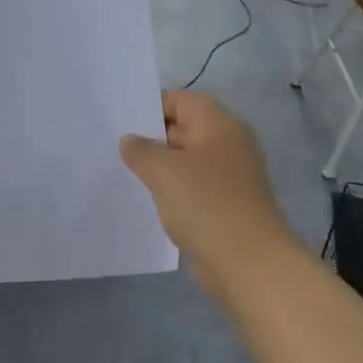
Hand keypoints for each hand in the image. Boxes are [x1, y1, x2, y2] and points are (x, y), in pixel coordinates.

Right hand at [120, 91, 295, 292]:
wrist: (249, 263)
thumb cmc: (206, 204)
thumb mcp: (163, 170)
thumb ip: (140, 150)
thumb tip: (131, 141)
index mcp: (219, 124)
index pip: (179, 100)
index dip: (149, 107)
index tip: (119, 121)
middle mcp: (228, 144)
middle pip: (183, 128)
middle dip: (151, 138)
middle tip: (113, 146)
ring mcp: (230, 176)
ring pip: (186, 161)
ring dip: (161, 167)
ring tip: (124, 173)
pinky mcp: (227, 204)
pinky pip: (194, 187)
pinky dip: (173, 191)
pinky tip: (149, 200)